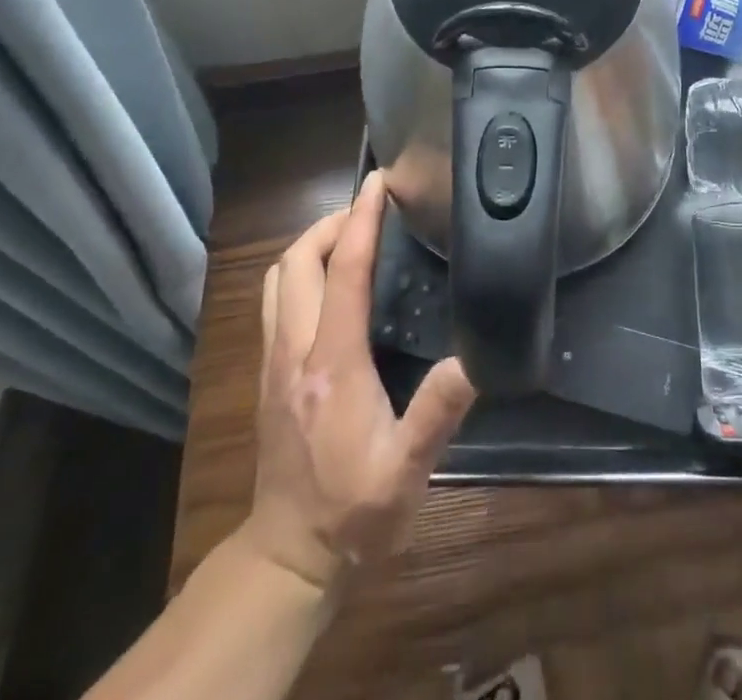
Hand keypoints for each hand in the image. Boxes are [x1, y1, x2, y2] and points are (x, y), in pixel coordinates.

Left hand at [238, 171, 475, 592]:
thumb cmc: (353, 510)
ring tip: (350, 238)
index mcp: (332, 364)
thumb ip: (438, 411)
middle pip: (295, 262)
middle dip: (330, 224)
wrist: (288, 557)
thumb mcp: (407, 469)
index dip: (362, 221)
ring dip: (310, 245)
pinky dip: (300, 272)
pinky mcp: (268, 374)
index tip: (379, 183)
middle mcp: (294, 351)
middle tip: (370, 213)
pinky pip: (276, 300)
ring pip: (277, 278)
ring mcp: (274, 361)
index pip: (344, 272)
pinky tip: (330, 284)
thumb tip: (474, 357)